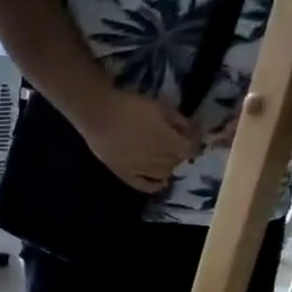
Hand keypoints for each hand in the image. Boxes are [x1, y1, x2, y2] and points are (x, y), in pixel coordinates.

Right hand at [76, 90, 195, 191]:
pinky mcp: (125, 174)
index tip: (191, 137)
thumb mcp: (160, 106)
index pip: (190, 149)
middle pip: (177, 162)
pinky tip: (159, 181)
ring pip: (163, 174)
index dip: (193, 144)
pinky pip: (144, 185)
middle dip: (179, 154)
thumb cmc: (130, 106)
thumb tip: (190, 131)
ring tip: (164, 159)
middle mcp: (158, 159)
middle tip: (174, 145)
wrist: (98, 115)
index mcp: (169, 140)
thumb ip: (178, 120)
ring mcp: (141, 169)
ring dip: (168, 167)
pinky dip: (154, 185)